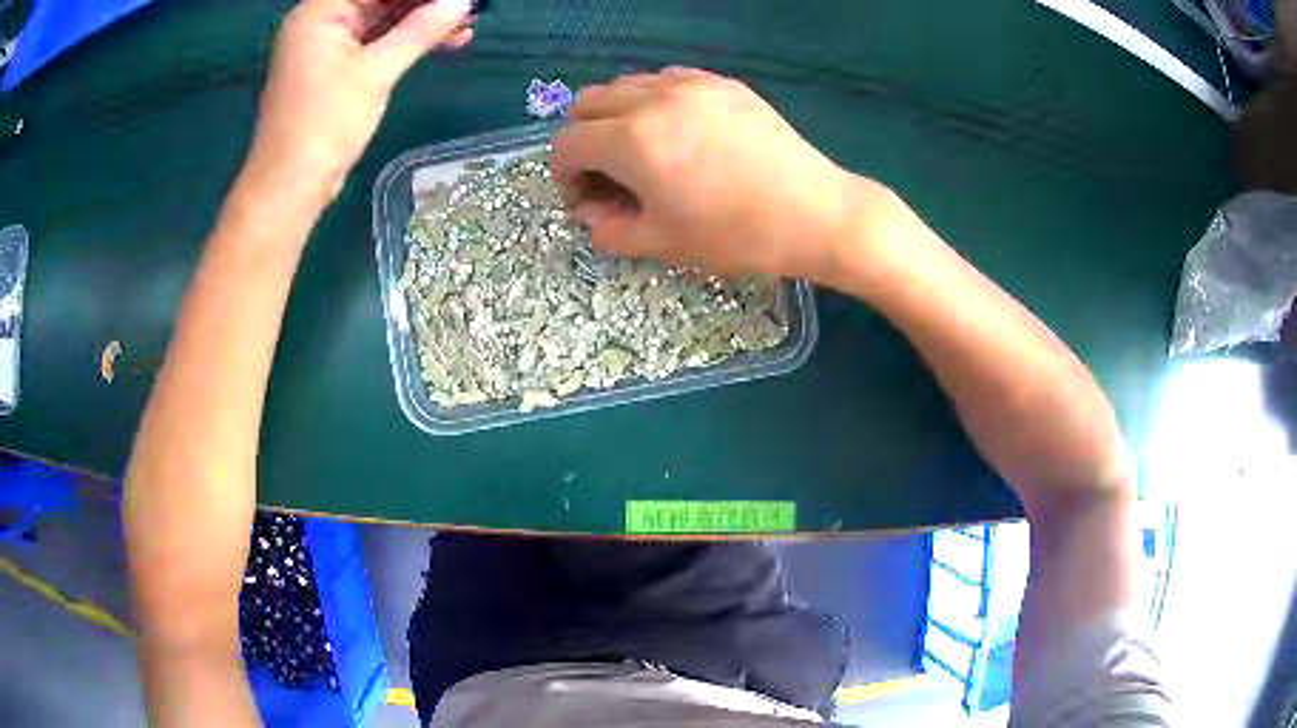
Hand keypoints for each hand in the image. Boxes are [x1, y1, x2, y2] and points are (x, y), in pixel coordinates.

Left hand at [242, 0, 474, 203]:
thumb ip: (420, 31)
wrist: (289, 188)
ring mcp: (326, 46)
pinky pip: (376, 43)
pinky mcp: (334, 69)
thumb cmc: (324, 125)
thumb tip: (463, 2)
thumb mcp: (375, 73)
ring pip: (383, 19)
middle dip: (425, 3)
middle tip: (468, 7)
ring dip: (422, 22)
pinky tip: (446, 42)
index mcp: (318, 13)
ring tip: (467, 25)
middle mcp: (320, 22)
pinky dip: (406, 42)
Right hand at [551, 68, 880, 283]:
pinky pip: (665, 79)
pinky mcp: (722, 83)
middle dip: (584, 140)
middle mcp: (651, 99)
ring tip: (643, 150)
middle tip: (608, 174)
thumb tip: (590, 214)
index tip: (587, 200)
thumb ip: (609, 229)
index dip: (565, 176)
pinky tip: (679, 130)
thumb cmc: (735, 235)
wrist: (813, 213)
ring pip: (624, 85)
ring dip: (615, 116)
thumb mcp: (662, 244)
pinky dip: (653, 101)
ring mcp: (690, 84)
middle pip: (586, 104)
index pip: (566, 143)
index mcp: (630, 140)